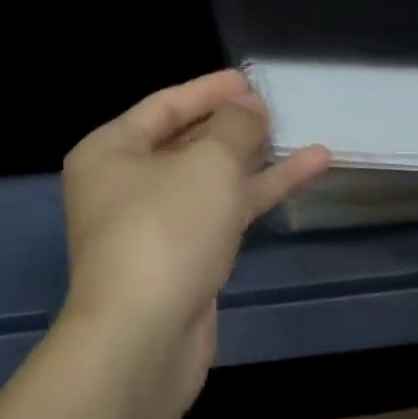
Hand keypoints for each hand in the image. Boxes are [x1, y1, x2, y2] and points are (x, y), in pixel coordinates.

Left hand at [59, 70, 328, 418]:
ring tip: (306, 138)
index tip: (249, 80)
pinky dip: (257, 194)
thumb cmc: (166, 230)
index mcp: (111, 151)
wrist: (144, 338)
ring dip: (256, 160)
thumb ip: (235, 127)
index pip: (164, 106)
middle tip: (276, 108)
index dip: (209, 90)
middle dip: (234, 126)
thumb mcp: (208, 163)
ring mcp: (154, 225)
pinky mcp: (182, 259)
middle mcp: (125, 184)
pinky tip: (304, 173)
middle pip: (187, 142)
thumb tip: (249, 106)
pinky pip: (221, 213)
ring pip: (210, 181)